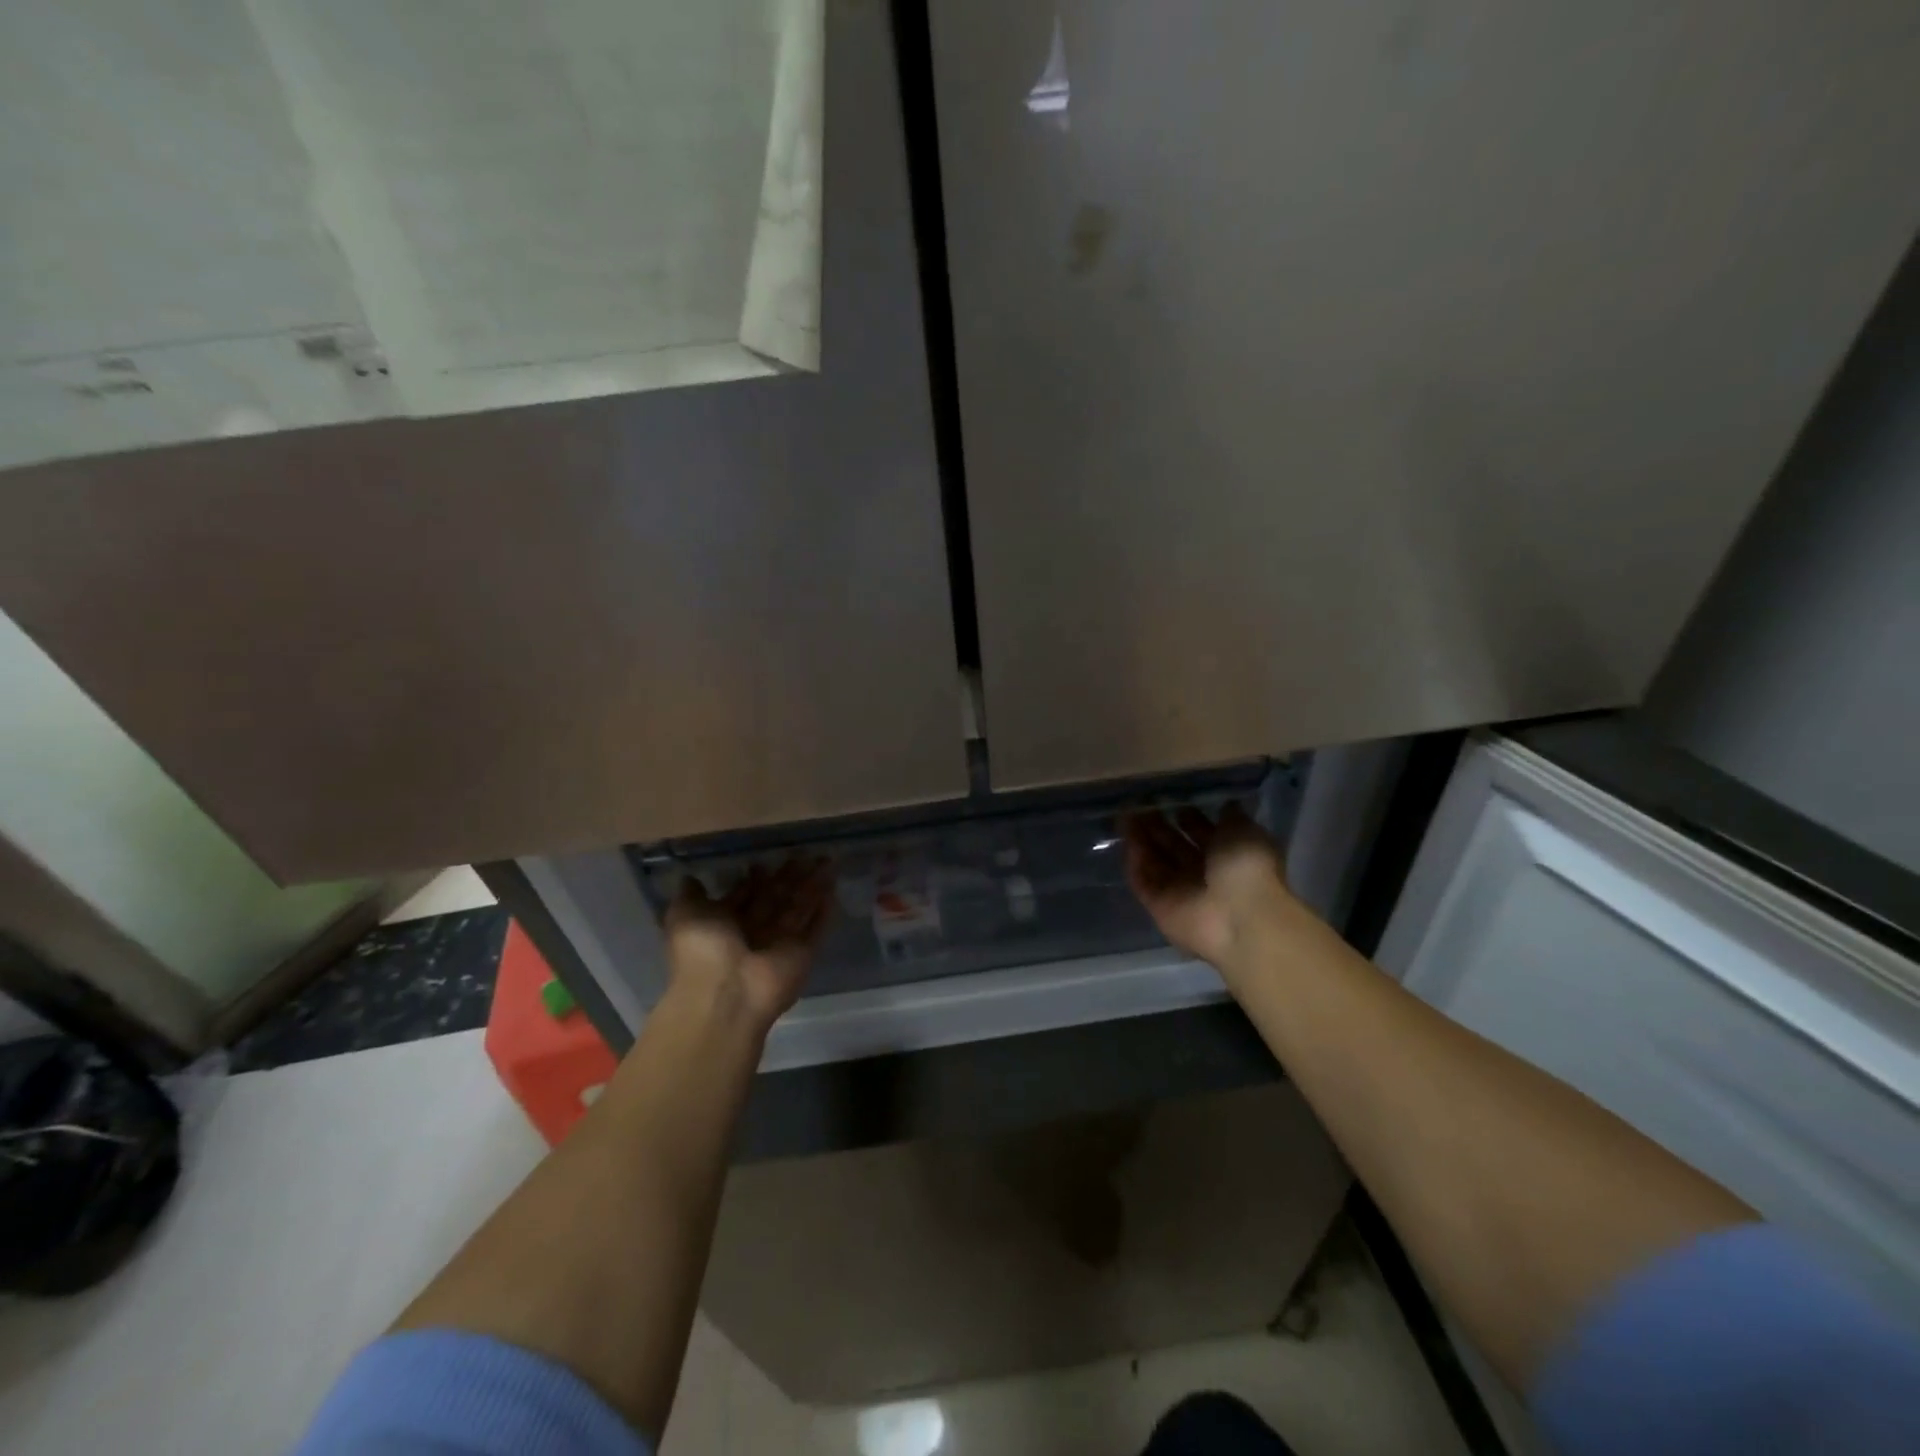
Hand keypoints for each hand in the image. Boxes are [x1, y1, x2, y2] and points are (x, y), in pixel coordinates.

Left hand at [665, 858, 833, 1031]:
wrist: (727, 993)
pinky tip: (832, 888)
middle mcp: (754, 932)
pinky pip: (816, 928)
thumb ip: (690, 895)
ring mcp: (781, 943)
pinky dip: (824, 910)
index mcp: (726, 923)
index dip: (754, 880)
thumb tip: (690, 877)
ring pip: (799, 908)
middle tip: (803, 854)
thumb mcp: (684, 915)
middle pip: (776, 899)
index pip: (745, 896)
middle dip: (789, 877)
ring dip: (812, 885)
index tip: (763, 862)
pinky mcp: (803, 954)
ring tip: (825, 860)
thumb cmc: (703, 950)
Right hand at [1124, 804, 1289, 967]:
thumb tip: (1226, 805)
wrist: (1239, 916)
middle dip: (1157, 826)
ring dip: (1141, 840)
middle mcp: (1203, 874)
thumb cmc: (1247, 867)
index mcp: (1228, 855)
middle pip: (1174, 846)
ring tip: (1126, 816)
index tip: (1171, 800)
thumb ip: (1231, 818)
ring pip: (1154, 862)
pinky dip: (1135, 863)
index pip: (1202, 834)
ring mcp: (1180, 892)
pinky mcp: (1159, 907)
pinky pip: (1143, 881)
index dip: (1187, 817)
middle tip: (1140, 805)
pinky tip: (1128, 840)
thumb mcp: (1246, 831)